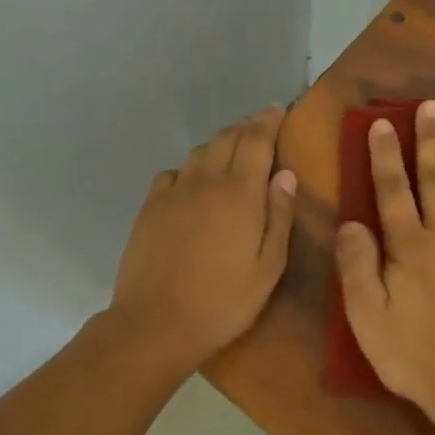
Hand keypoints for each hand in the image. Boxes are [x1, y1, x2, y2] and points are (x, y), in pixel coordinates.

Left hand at [105, 107, 297, 376]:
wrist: (155, 324)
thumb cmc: (224, 301)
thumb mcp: (268, 267)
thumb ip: (279, 215)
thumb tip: (285, 174)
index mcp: (240, 193)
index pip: (256, 140)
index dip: (268, 120)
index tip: (277, 110)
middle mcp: (206, 181)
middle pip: (227, 137)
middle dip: (246, 127)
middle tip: (261, 128)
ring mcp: (174, 192)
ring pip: (199, 152)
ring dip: (219, 145)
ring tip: (231, 154)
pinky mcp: (150, 208)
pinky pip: (172, 174)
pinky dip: (189, 170)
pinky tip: (193, 185)